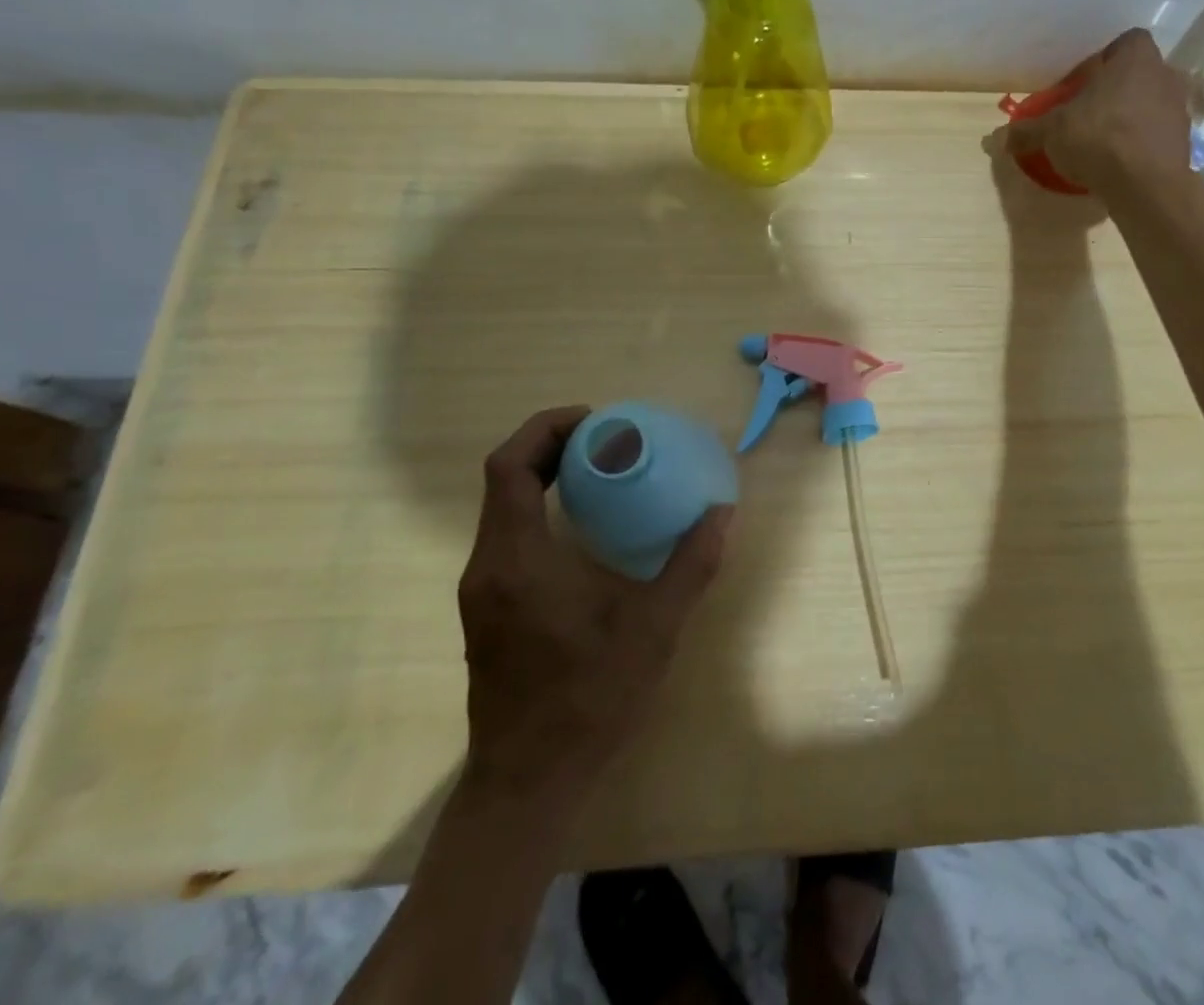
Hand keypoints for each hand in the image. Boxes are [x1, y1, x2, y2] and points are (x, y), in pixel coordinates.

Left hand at [458, 407, 734, 792]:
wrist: (526, 785)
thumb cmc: (588, 701)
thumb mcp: (653, 629)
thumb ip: (691, 565)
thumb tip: (722, 512)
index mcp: (517, 560)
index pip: (509, 467)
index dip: (546, 429)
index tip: (595, 419)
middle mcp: (487, 566)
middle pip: (504, 479)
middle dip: (549, 445)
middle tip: (605, 437)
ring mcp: (482, 590)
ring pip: (502, 508)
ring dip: (543, 476)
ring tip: (599, 470)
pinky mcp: (488, 609)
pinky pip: (507, 534)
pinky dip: (539, 508)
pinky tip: (583, 527)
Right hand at [998, 29, 1194, 192]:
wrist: (1145, 184)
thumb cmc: (1098, 138)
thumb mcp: (1051, 132)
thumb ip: (1029, 130)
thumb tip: (1004, 137)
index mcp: (1135, 59)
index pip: (1126, 41)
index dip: (1105, 58)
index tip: (1084, 80)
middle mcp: (1164, 75)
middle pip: (1137, 74)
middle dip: (1115, 89)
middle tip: (1088, 110)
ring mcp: (1179, 110)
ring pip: (1149, 104)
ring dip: (1129, 116)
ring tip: (1102, 139)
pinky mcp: (1183, 142)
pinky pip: (1156, 134)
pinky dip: (1140, 142)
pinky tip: (1118, 161)